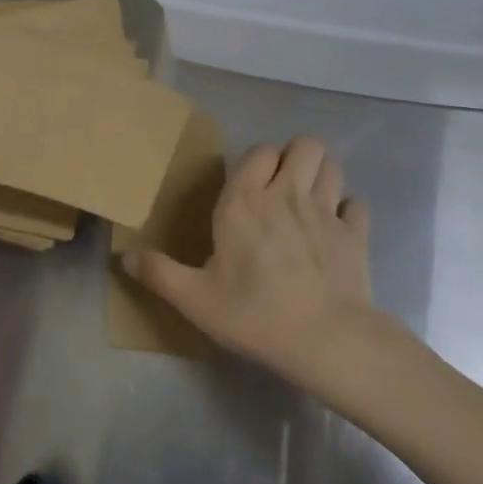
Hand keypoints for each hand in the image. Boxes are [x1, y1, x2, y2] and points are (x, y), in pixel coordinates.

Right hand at [124, 136, 384, 388]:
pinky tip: (339, 230)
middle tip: (285, 185)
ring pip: (332, 166)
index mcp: (246, 201)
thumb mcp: (196, 299)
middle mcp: (288, 193)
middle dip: (297, 156)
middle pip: (305, 145)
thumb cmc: (253, 313)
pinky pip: (358, 205)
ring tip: (312, 199)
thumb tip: (124, 258)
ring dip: (323, 175)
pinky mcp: (355, 233)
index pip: (259, 152)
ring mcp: (327, 210)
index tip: (251, 186)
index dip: (258, 161)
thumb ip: (160, 274)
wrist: (324, 338)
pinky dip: (349, 212)